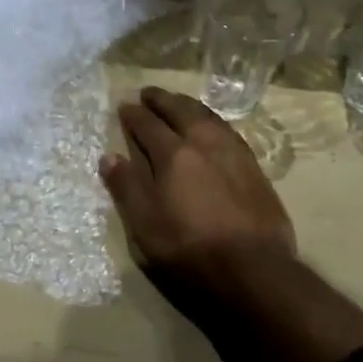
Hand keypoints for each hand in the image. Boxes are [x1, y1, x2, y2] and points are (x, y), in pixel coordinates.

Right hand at [100, 86, 296, 280]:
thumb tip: (108, 157)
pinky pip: (227, 130)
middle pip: (180, 111)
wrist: (254, 269)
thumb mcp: (146, 224)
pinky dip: (211, 120)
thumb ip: (127, 187)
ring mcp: (233, 152)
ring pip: (207, 116)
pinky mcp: (254, 167)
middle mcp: (204, 143)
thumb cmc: (190, 249)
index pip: (148, 125)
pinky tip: (211, 127)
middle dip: (162, 100)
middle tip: (149, 92)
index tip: (124, 106)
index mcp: (174, 154)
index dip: (134, 115)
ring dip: (188, 105)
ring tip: (178, 102)